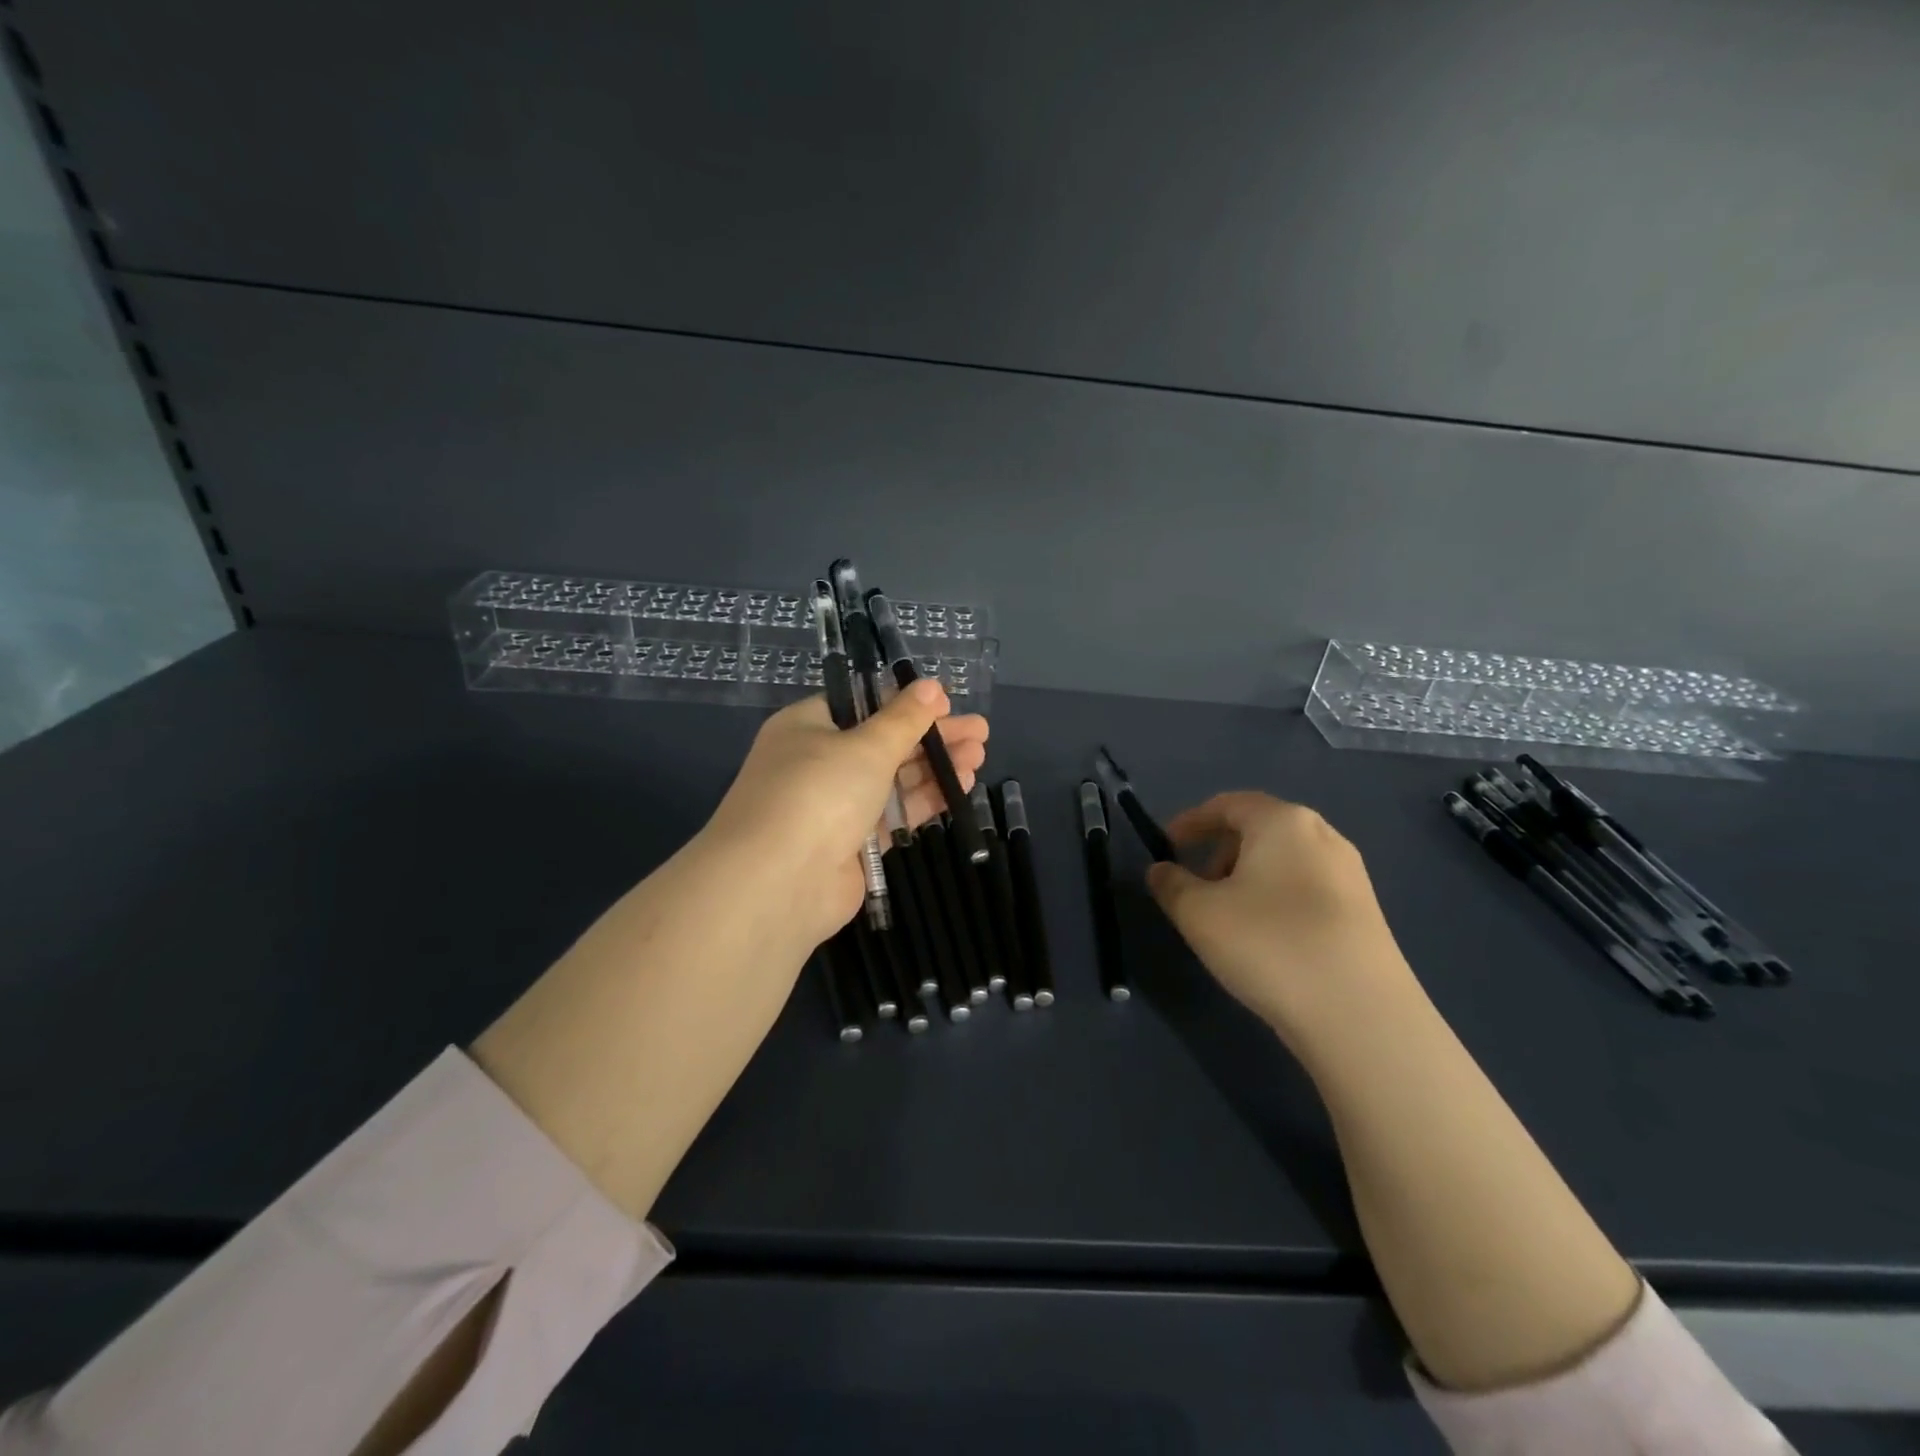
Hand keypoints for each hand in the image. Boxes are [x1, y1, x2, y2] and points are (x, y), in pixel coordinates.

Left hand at [700, 678, 989, 948]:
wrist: (779, 882)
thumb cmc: (818, 792)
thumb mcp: (866, 745)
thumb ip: (904, 719)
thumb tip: (931, 686)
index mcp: (807, 727)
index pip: (859, 705)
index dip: (903, 703)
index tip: (945, 702)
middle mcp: (817, 763)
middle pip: (882, 742)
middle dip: (931, 737)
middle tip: (979, 732)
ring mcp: (834, 807)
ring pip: (892, 780)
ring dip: (934, 767)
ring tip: (979, 757)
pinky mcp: (852, 845)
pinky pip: (893, 815)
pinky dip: (924, 800)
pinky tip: (959, 789)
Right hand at [1146, 792, 1418, 1049]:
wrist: (1360, 1015)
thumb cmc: (1268, 944)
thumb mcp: (1198, 913)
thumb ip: (1171, 884)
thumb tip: (1161, 870)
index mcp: (1282, 821)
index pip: (1227, 804)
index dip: (1190, 822)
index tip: (1166, 848)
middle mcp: (1322, 836)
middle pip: (1258, 830)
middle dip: (1219, 853)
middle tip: (1195, 888)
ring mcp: (1351, 875)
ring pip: (1283, 862)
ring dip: (1247, 879)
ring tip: (1228, 920)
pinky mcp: (1366, 913)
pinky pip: (1306, 889)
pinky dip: (1276, 900)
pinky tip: (1267, 941)